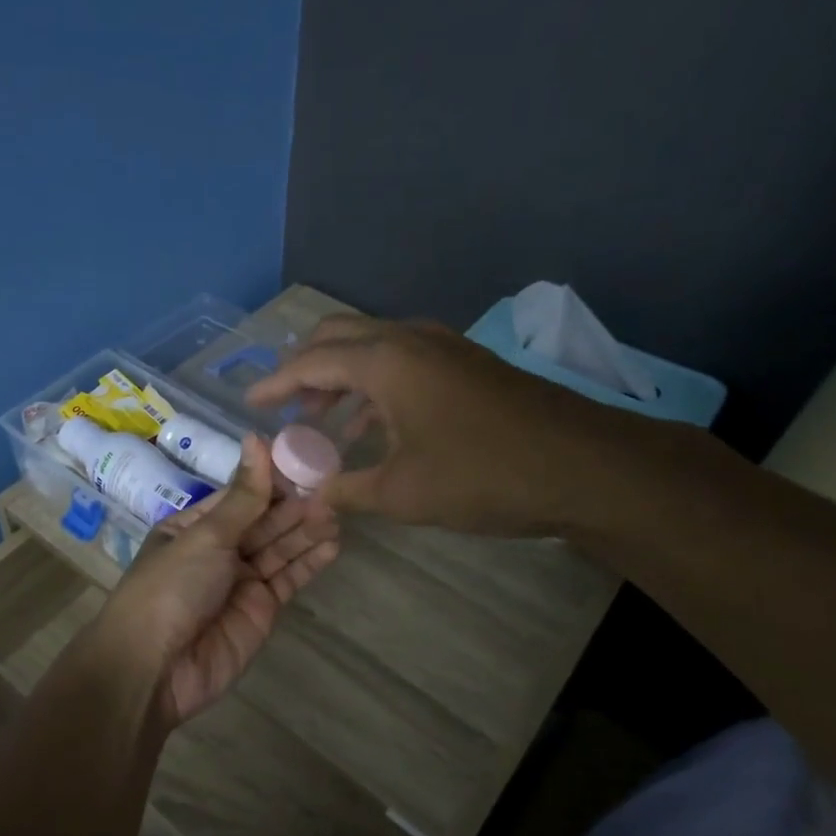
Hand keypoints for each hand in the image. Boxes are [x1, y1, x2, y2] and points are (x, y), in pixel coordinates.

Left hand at [96, 435, 339, 725]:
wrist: (154, 668)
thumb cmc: (170, 587)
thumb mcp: (205, 536)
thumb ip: (243, 495)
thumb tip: (256, 437)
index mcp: (193, 526)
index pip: (240, 495)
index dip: (271, 479)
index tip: (305, 459)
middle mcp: (218, 550)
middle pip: (264, 521)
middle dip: (294, 506)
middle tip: (331, 488)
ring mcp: (241, 582)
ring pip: (280, 549)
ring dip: (306, 531)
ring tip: (337, 512)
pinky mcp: (261, 611)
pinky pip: (288, 580)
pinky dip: (309, 563)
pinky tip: (332, 544)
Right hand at [246, 314, 641, 535]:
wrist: (585, 466)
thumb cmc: (483, 475)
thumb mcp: (403, 493)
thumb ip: (347, 491)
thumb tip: (310, 498)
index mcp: (385, 361)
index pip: (310, 361)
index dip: (275, 384)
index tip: (250, 404)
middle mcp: (409, 339)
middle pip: (338, 336)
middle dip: (305, 368)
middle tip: (286, 407)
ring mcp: (442, 346)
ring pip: (372, 345)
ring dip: (341, 376)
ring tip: (323, 420)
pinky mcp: (465, 363)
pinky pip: (402, 359)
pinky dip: (374, 383)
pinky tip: (375, 425)